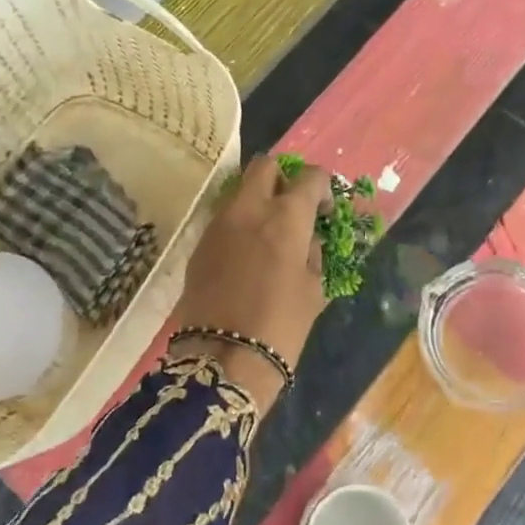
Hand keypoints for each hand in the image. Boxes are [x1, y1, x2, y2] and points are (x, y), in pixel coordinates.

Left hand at [170, 154, 331, 407]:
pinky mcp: (200, 243)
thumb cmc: (281, 326)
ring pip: (241, 190)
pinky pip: (225, 218)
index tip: (324, 209)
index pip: (308, 178)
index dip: (322, 187)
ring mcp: (219, 223)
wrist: (222, 358)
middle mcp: (249, 209)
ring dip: (259, 199)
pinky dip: (240, 222)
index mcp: (285, 217)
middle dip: (283, 177)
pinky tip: (248, 253)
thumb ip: (313, 253)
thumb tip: (309, 238)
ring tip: (271, 231)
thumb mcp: (313, 290)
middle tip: (294, 205)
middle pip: (265, 166)